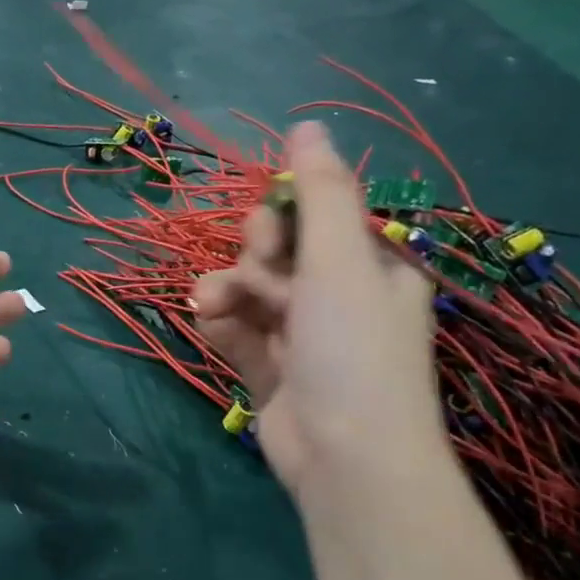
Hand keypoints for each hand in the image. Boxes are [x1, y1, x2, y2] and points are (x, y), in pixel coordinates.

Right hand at [193, 123, 442, 490]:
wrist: (346, 457)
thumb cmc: (352, 348)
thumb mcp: (340, 261)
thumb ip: (320, 193)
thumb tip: (307, 122)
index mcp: (370, 268)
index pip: (318, 220)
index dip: (283, 216)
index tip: (266, 226)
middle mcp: (338, 298)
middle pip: (278, 254)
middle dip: (253, 258)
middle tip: (254, 271)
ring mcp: (302, 337)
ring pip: (250, 292)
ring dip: (226, 291)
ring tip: (211, 305)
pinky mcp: (271, 370)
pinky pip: (238, 331)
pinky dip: (222, 325)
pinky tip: (210, 326)